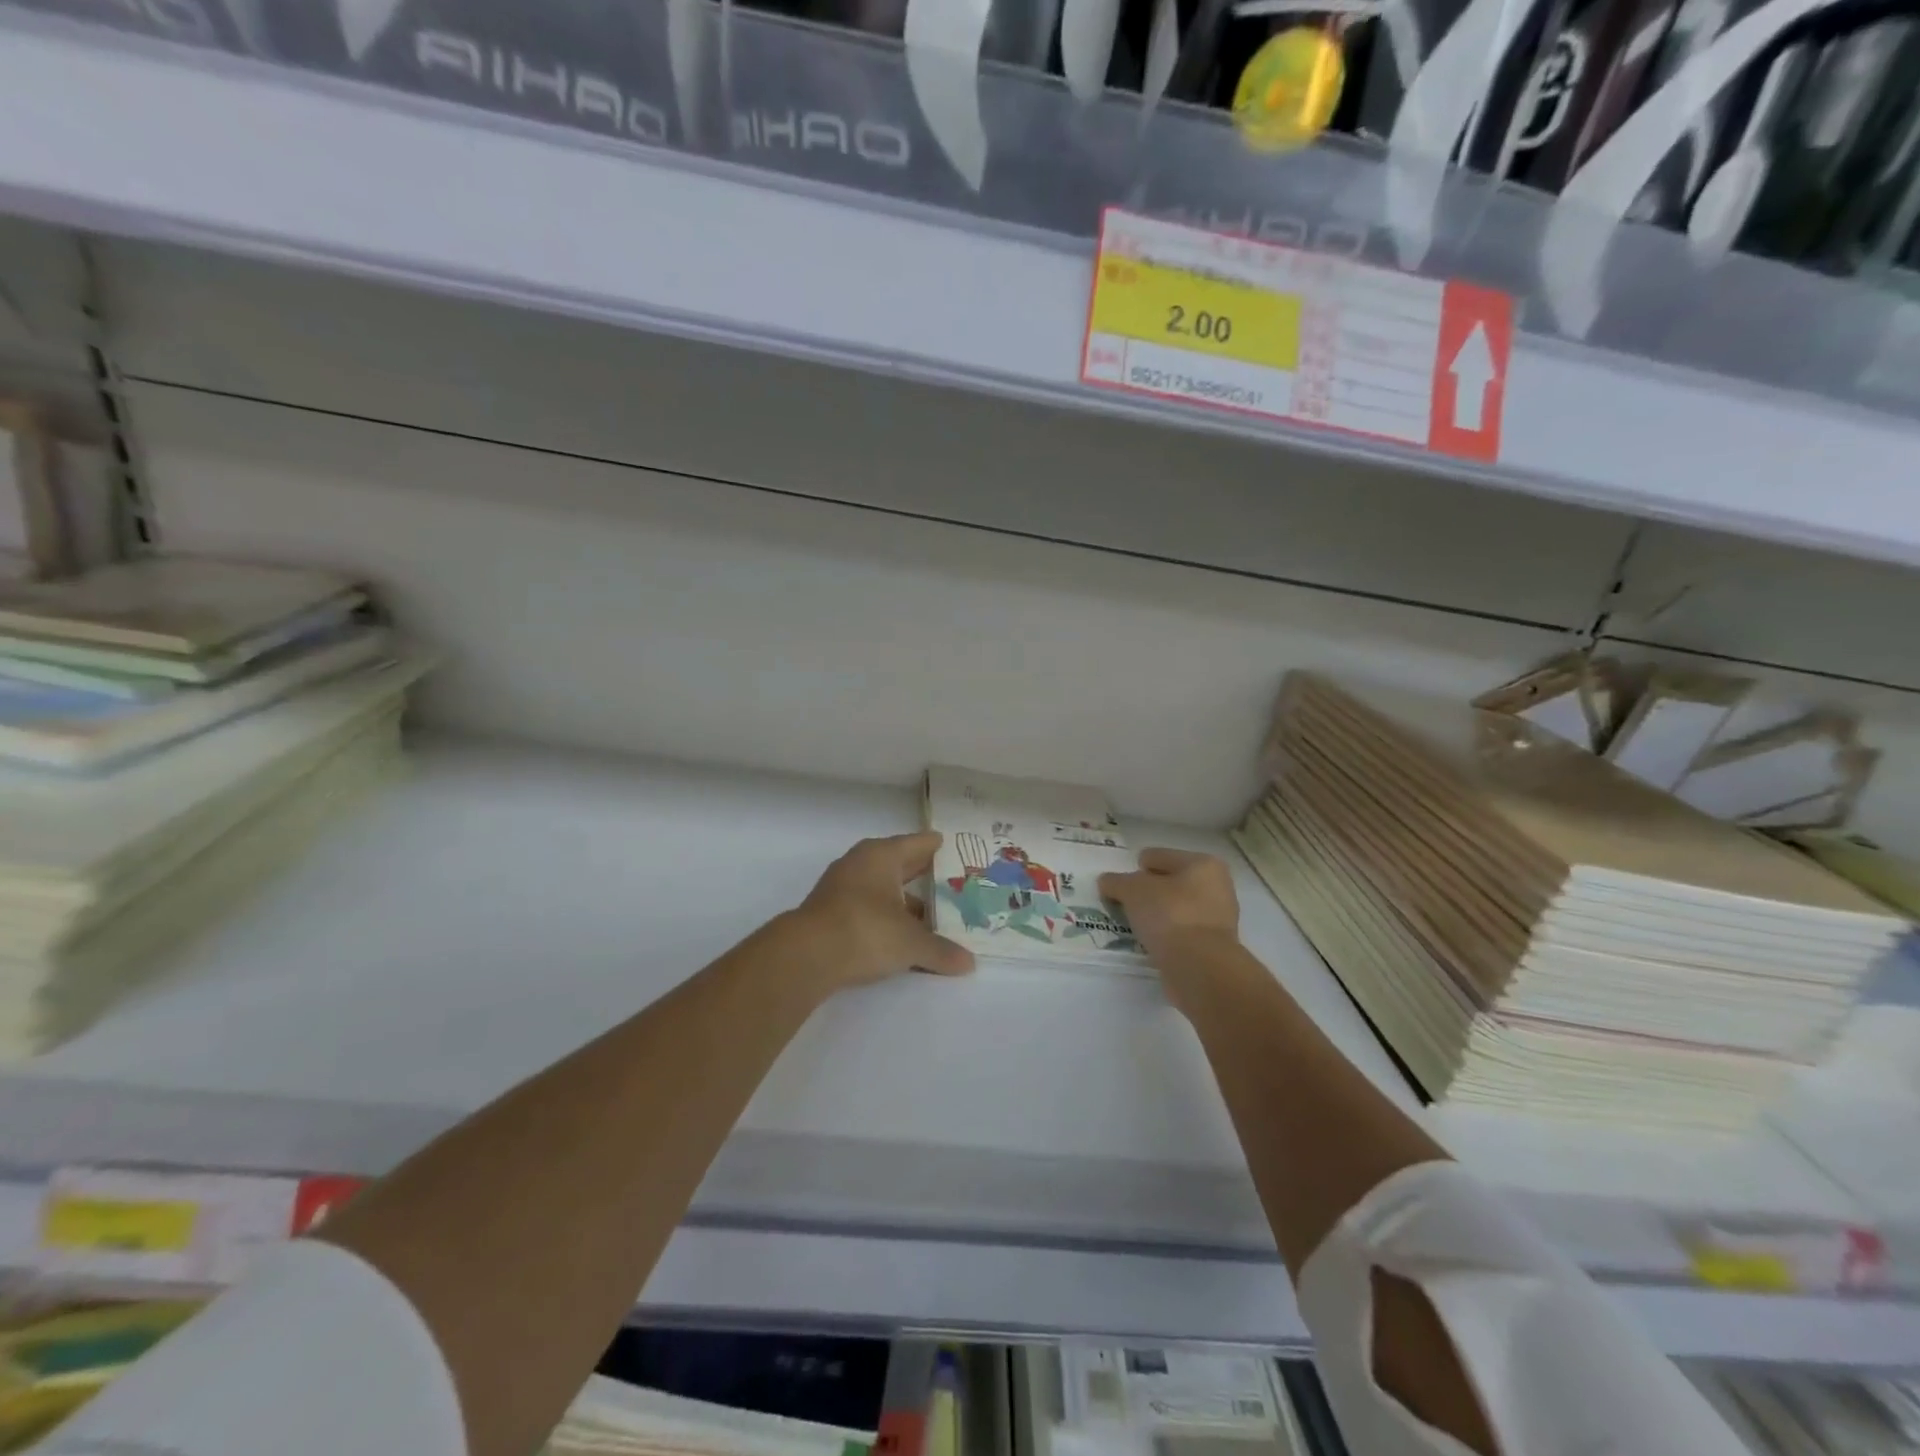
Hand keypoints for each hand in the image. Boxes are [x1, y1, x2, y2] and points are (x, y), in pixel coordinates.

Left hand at [784, 832, 974, 992]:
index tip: (954, 848)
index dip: (937, 847)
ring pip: (883, 888)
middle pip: (900, 864)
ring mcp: (842, 887)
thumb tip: (969, 963)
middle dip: (923, 875)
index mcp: (883, 855)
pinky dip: (886, 917)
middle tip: (953, 881)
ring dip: (904, 901)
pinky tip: (901, 935)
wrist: (806, 955)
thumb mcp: (911, 943)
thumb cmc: (865, 931)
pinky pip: (868, 907)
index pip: (918, 843)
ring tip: (932, 915)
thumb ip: (941, 951)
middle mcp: (861, 863)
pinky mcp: (830, 911)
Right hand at [1098, 848, 1239, 963]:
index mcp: (1202, 864)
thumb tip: (1107, 881)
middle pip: (1170, 882)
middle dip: (1147, 892)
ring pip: (1176, 908)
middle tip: (1125, 905)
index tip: (1119, 885)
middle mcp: (1216, 887)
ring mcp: (1218, 918)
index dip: (1135, 868)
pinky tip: (1150, 942)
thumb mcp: (1132, 891)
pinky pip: (1181, 932)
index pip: (1158, 856)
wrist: (1200, 967)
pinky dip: (1166, 935)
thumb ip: (1117, 882)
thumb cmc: (1170, 915)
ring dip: (1156, 915)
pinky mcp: (1213, 947)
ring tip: (1134, 925)